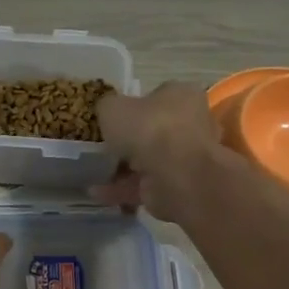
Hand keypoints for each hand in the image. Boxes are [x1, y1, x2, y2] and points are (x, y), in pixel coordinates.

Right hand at [90, 81, 232, 222]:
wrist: (176, 175)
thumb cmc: (148, 129)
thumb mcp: (113, 107)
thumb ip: (108, 107)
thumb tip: (108, 112)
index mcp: (182, 95)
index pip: (157, 97)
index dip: (133, 107)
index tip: (113, 120)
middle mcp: (191, 124)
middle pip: (155, 131)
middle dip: (130, 141)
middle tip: (104, 148)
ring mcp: (187, 158)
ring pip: (150, 161)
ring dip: (123, 169)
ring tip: (96, 173)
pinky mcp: (179, 187)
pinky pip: (146, 185)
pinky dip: (123, 189)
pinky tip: (98, 193)